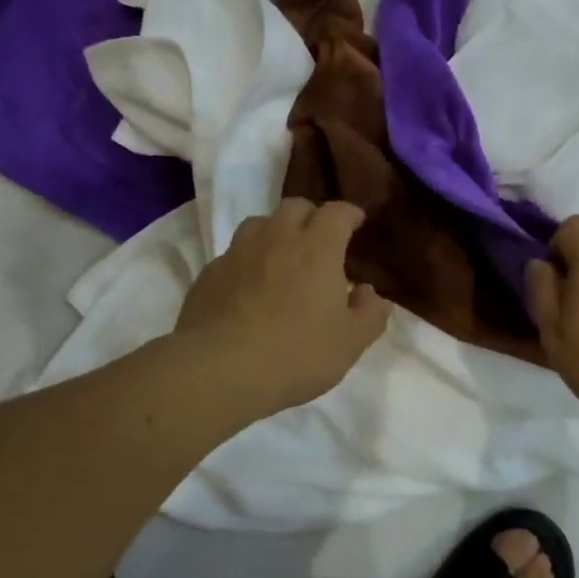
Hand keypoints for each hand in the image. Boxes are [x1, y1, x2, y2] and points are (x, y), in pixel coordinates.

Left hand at [174, 198, 392, 413]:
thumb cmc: (295, 355)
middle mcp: (276, 239)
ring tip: (281, 259)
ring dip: (275, 233)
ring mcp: (237, 253)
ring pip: (259, 224)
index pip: (336, 212)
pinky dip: (247, 262)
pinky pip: (233, 255)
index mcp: (316, 249)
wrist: (218, 371)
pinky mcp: (209, 273)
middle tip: (320, 242)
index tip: (356, 223)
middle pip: (295, 207)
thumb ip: (369, 314)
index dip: (349, 214)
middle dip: (312, 217)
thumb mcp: (349, 344)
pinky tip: (248, 289)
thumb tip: (370, 292)